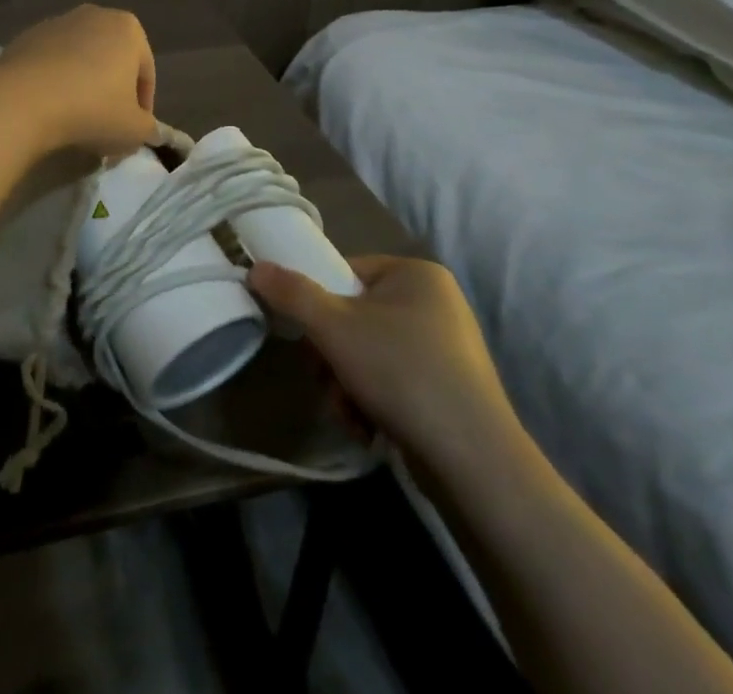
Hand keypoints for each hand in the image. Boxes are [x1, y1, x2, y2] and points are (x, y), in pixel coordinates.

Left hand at [0, 4, 156, 157]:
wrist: (24, 100)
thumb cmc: (92, 109)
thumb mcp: (134, 130)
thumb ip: (147, 128)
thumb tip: (145, 129)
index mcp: (128, 28)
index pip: (145, 72)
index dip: (143, 106)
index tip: (133, 131)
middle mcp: (94, 15)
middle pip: (111, 60)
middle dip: (111, 91)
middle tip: (107, 125)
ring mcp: (56, 23)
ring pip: (79, 60)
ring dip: (82, 85)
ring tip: (75, 119)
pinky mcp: (26, 37)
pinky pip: (50, 64)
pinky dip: (54, 82)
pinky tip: (49, 108)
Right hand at [248, 254, 520, 466]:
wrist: (476, 463)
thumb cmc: (402, 374)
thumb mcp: (334, 327)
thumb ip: (292, 293)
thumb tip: (255, 268)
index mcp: (416, 274)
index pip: (346, 272)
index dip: (319, 302)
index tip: (310, 337)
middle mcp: (437, 303)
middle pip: (354, 316)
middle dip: (332, 356)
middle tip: (327, 380)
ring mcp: (447, 348)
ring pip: (369, 353)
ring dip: (347, 383)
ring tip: (350, 413)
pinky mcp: (451, 389)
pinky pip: (394, 380)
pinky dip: (373, 401)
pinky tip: (369, 428)